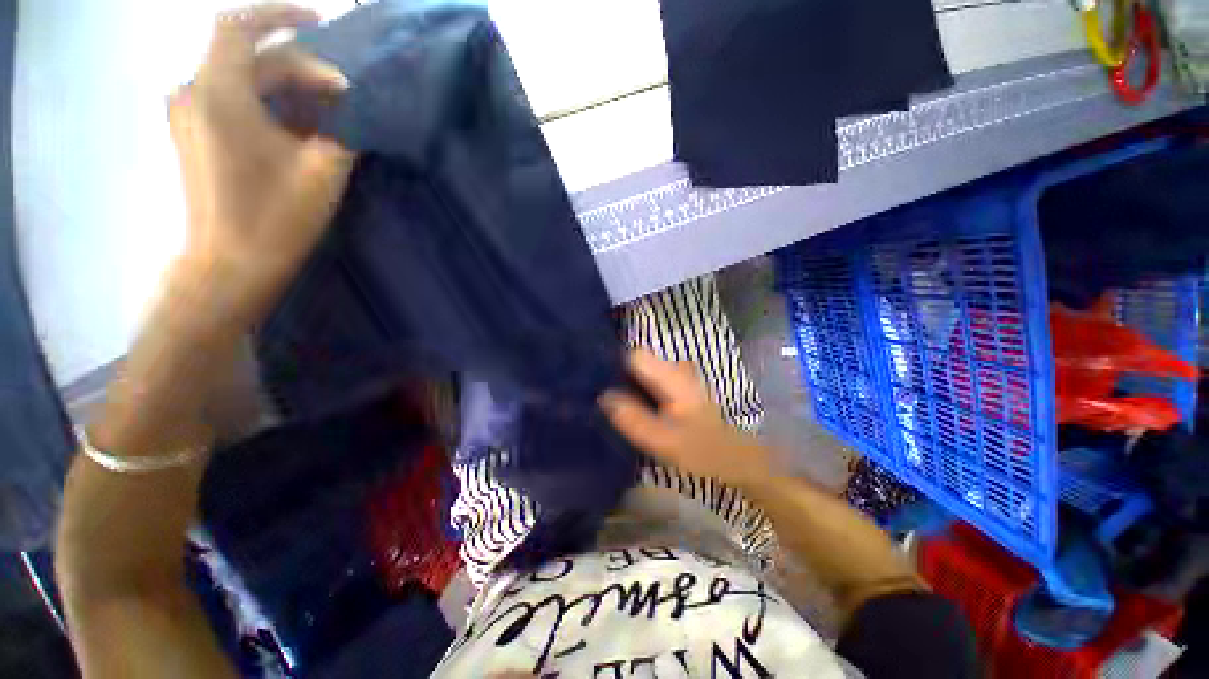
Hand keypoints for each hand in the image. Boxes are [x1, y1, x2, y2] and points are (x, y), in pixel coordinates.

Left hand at [168, 3, 354, 320]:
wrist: (229, 266)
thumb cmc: (275, 218)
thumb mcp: (323, 171)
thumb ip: (342, 129)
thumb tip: (355, 105)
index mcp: (219, 94)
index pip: (241, 25)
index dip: (282, 12)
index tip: (323, 22)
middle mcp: (193, 92)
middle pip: (249, 56)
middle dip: (300, 67)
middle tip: (344, 95)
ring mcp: (189, 113)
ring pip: (241, 77)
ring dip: (285, 85)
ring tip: (325, 110)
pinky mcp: (193, 133)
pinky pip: (232, 98)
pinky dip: (266, 100)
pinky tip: (295, 124)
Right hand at [600, 349, 774, 487]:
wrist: (732, 458)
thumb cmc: (701, 450)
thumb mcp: (664, 440)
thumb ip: (633, 418)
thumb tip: (603, 397)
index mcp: (672, 375)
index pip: (633, 356)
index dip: (613, 367)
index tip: (597, 384)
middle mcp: (675, 367)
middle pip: (636, 361)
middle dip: (617, 375)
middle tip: (601, 399)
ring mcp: (678, 374)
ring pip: (642, 370)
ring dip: (626, 383)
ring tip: (613, 403)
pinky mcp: (677, 385)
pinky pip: (649, 379)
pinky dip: (638, 388)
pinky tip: (632, 405)